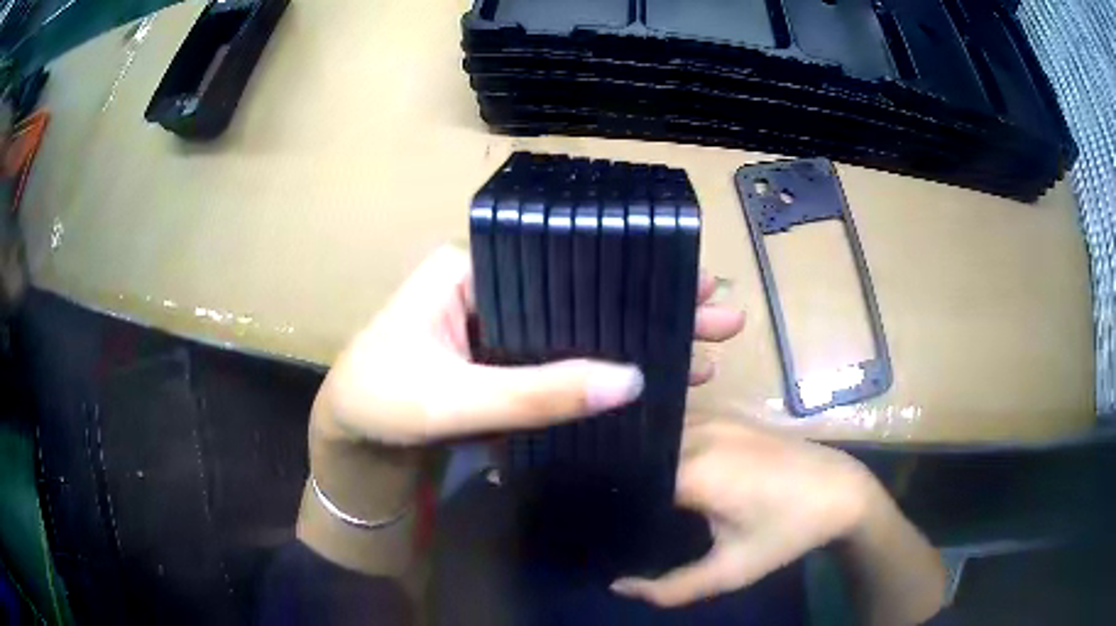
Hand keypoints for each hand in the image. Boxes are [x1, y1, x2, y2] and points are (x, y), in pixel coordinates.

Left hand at [317, 246, 744, 445]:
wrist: (353, 445)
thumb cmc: (381, 404)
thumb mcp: (454, 399)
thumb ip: (537, 393)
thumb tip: (632, 380)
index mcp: (470, 267)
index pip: (563, 254)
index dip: (629, 268)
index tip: (691, 281)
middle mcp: (491, 284)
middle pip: (583, 286)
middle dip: (652, 301)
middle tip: (720, 313)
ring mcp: (502, 323)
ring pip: (581, 322)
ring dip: (639, 334)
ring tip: (705, 347)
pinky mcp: (506, 358)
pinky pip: (564, 356)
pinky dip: (607, 367)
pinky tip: (654, 375)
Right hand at [611, 418, 885, 606]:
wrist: (841, 489)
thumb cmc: (787, 532)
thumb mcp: (731, 571)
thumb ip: (670, 588)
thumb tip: (618, 585)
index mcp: (695, 470)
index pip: (626, 477)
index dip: (602, 498)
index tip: (587, 520)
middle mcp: (698, 432)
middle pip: (636, 450)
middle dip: (613, 476)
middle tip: (597, 506)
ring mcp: (714, 415)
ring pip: (654, 431)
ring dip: (635, 456)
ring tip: (618, 487)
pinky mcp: (726, 413)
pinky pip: (675, 421)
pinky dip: (657, 441)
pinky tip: (653, 463)